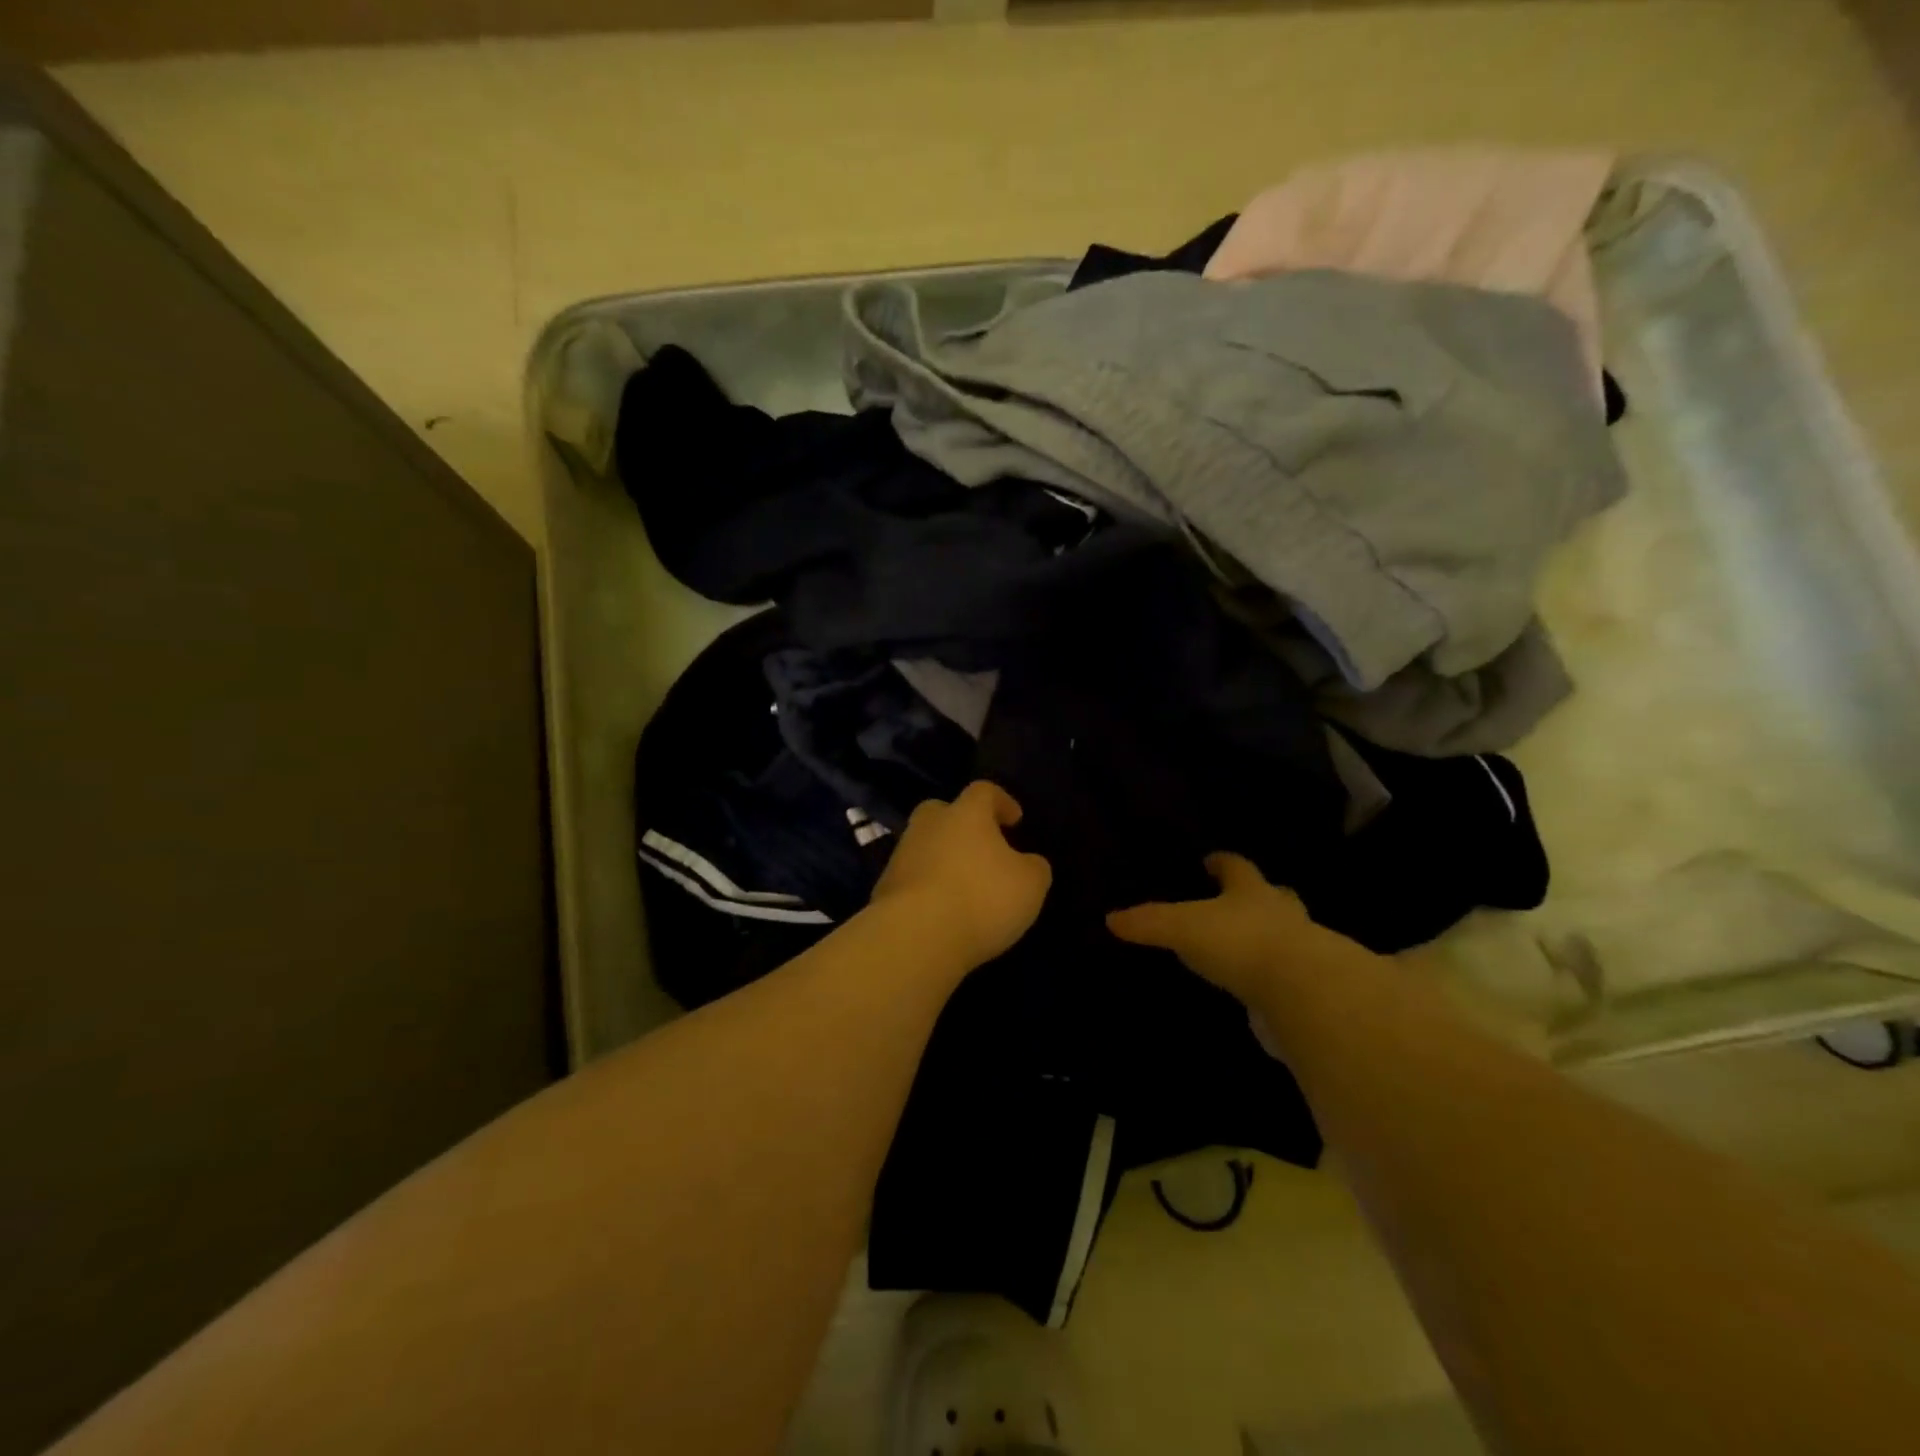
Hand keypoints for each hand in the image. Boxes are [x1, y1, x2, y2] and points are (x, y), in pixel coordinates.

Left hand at [868, 782, 1052, 969]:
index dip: (1002, 802)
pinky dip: (926, 887)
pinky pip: (911, 878)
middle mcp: (929, 825)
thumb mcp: (1030, 884)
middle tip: (979, 846)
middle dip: (960, 824)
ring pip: (923, 845)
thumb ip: (1033, 867)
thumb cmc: (981, 898)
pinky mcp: (884, 887)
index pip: (984, 791)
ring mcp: (901, 855)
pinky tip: (941, 910)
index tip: (1015, 821)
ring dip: (941, 858)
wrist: (915, 936)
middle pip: (942, 811)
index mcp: (966, 814)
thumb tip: (1028, 863)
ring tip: (962, 887)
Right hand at [1106, 852, 1359, 1004]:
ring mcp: (1304, 946)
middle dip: (1257, 895)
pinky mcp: (1313, 982)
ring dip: (1272, 932)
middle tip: (1238, 901)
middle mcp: (1281, 911)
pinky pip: (1292, 969)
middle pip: (1272, 894)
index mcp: (1250, 890)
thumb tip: (1111, 918)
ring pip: (1288, 930)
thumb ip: (1148, 923)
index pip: (1237, 866)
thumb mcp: (1182, 928)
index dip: (1223, 862)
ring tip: (1250, 943)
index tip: (1211, 861)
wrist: (1303, 989)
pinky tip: (1264, 983)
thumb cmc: (1239, 942)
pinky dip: (1278, 970)